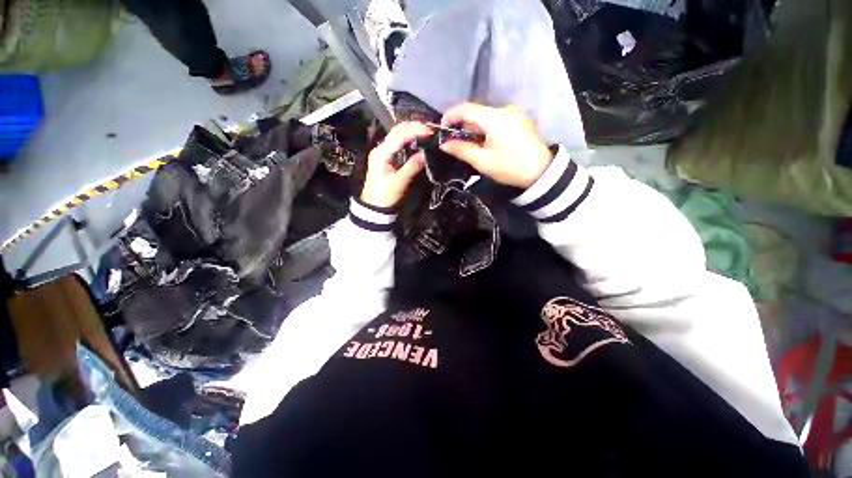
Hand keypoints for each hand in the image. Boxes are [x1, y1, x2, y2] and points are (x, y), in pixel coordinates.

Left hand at [361, 122, 431, 208]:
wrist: (375, 207)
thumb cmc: (385, 196)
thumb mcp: (400, 182)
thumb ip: (412, 166)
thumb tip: (425, 154)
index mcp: (381, 153)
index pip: (399, 135)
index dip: (415, 131)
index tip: (430, 132)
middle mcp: (380, 148)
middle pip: (397, 130)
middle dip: (413, 127)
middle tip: (430, 129)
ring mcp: (383, 152)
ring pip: (397, 135)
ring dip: (411, 131)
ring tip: (426, 131)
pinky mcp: (387, 157)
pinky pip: (398, 143)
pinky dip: (409, 139)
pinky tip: (418, 140)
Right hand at [439, 103, 552, 188]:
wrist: (540, 172)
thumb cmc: (509, 167)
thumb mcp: (482, 161)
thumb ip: (461, 150)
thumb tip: (444, 144)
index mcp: (494, 117)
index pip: (466, 108)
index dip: (450, 116)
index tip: (442, 129)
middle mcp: (504, 109)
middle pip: (476, 113)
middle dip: (463, 127)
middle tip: (456, 144)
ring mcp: (513, 114)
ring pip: (486, 117)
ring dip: (475, 130)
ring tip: (473, 148)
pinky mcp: (519, 120)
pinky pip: (496, 120)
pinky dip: (486, 129)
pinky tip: (487, 144)